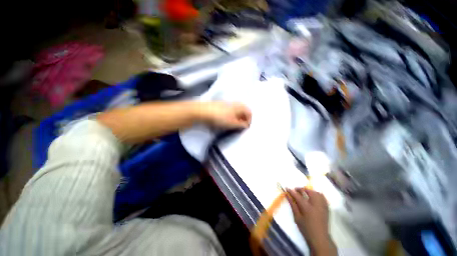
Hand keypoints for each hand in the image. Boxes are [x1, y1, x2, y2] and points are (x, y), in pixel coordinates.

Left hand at [198, 102, 251, 128]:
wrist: (203, 111)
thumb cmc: (220, 117)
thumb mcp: (232, 123)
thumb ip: (241, 125)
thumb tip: (246, 125)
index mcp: (239, 106)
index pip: (249, 112)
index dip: (249, 120)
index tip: (246, 127)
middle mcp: (235, 103)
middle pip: (243, 111)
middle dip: (244, 119)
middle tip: (241, 126)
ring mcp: (227, 103)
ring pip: (236, 110)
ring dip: (237, 118)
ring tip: (234, 124)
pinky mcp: (221, 105)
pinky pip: (230, 110)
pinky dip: (231, 116)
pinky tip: (227, 120)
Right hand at [286, 188, 336, 255]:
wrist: (320, 237)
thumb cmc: (306, 228)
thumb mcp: (297, 217)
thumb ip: (292, 205)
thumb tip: (287, 195)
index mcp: (307, 208)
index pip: (297, 196)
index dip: (291, 191)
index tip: (287, 188)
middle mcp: (315, 205)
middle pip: (308, 191)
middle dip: (301, 189)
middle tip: (296, 190)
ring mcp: (322, 206)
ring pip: (316, 193)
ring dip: (309, 191)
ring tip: (305, 192)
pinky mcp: (326, 208)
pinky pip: (322, 197)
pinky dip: (317, 194)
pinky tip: (313, 196)